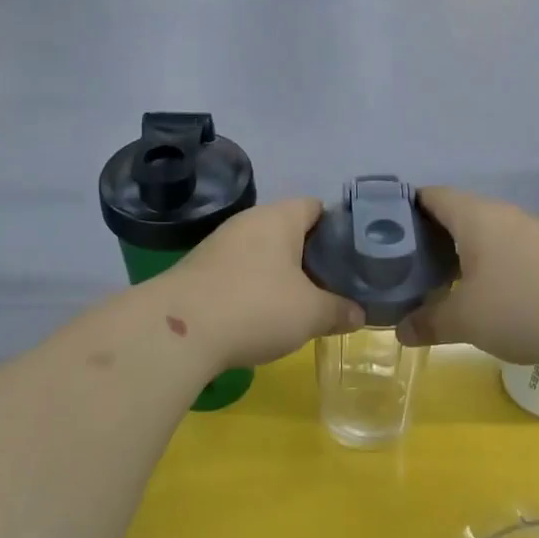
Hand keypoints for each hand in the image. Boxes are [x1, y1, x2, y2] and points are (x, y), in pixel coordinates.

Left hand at [162, 198, 363, 367]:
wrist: (179, 331)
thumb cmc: (256, 308)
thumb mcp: (310, 314)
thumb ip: (340, 310)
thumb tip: (359, 314)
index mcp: (278, 217)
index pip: (316, 206)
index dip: (338, 228)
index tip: (353, 256)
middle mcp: (247, 222)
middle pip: (289, 230)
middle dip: (311, 256)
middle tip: (334, 285)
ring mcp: (218, 245)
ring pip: (262, 253)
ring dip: (281, 274)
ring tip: (302, 304)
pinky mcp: (198, 271)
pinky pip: (238, 272)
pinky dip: (254, 288)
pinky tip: (263, 315)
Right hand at [397, 187, 538, 364]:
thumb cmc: (522, 306)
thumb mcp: (465, 320)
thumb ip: (428, 322)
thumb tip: (400, 331)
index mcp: (475, 216)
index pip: (432, 196)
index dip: (405, 208)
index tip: (384, 231)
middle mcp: (505, 215)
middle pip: (459, 215)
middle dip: (433, 238)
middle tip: (408, 265)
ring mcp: (536, 232)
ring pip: (488, 235)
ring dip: (465, 255)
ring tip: (444, 283)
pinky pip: (513, 252)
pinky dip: (494, 267)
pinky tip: (490, 296)